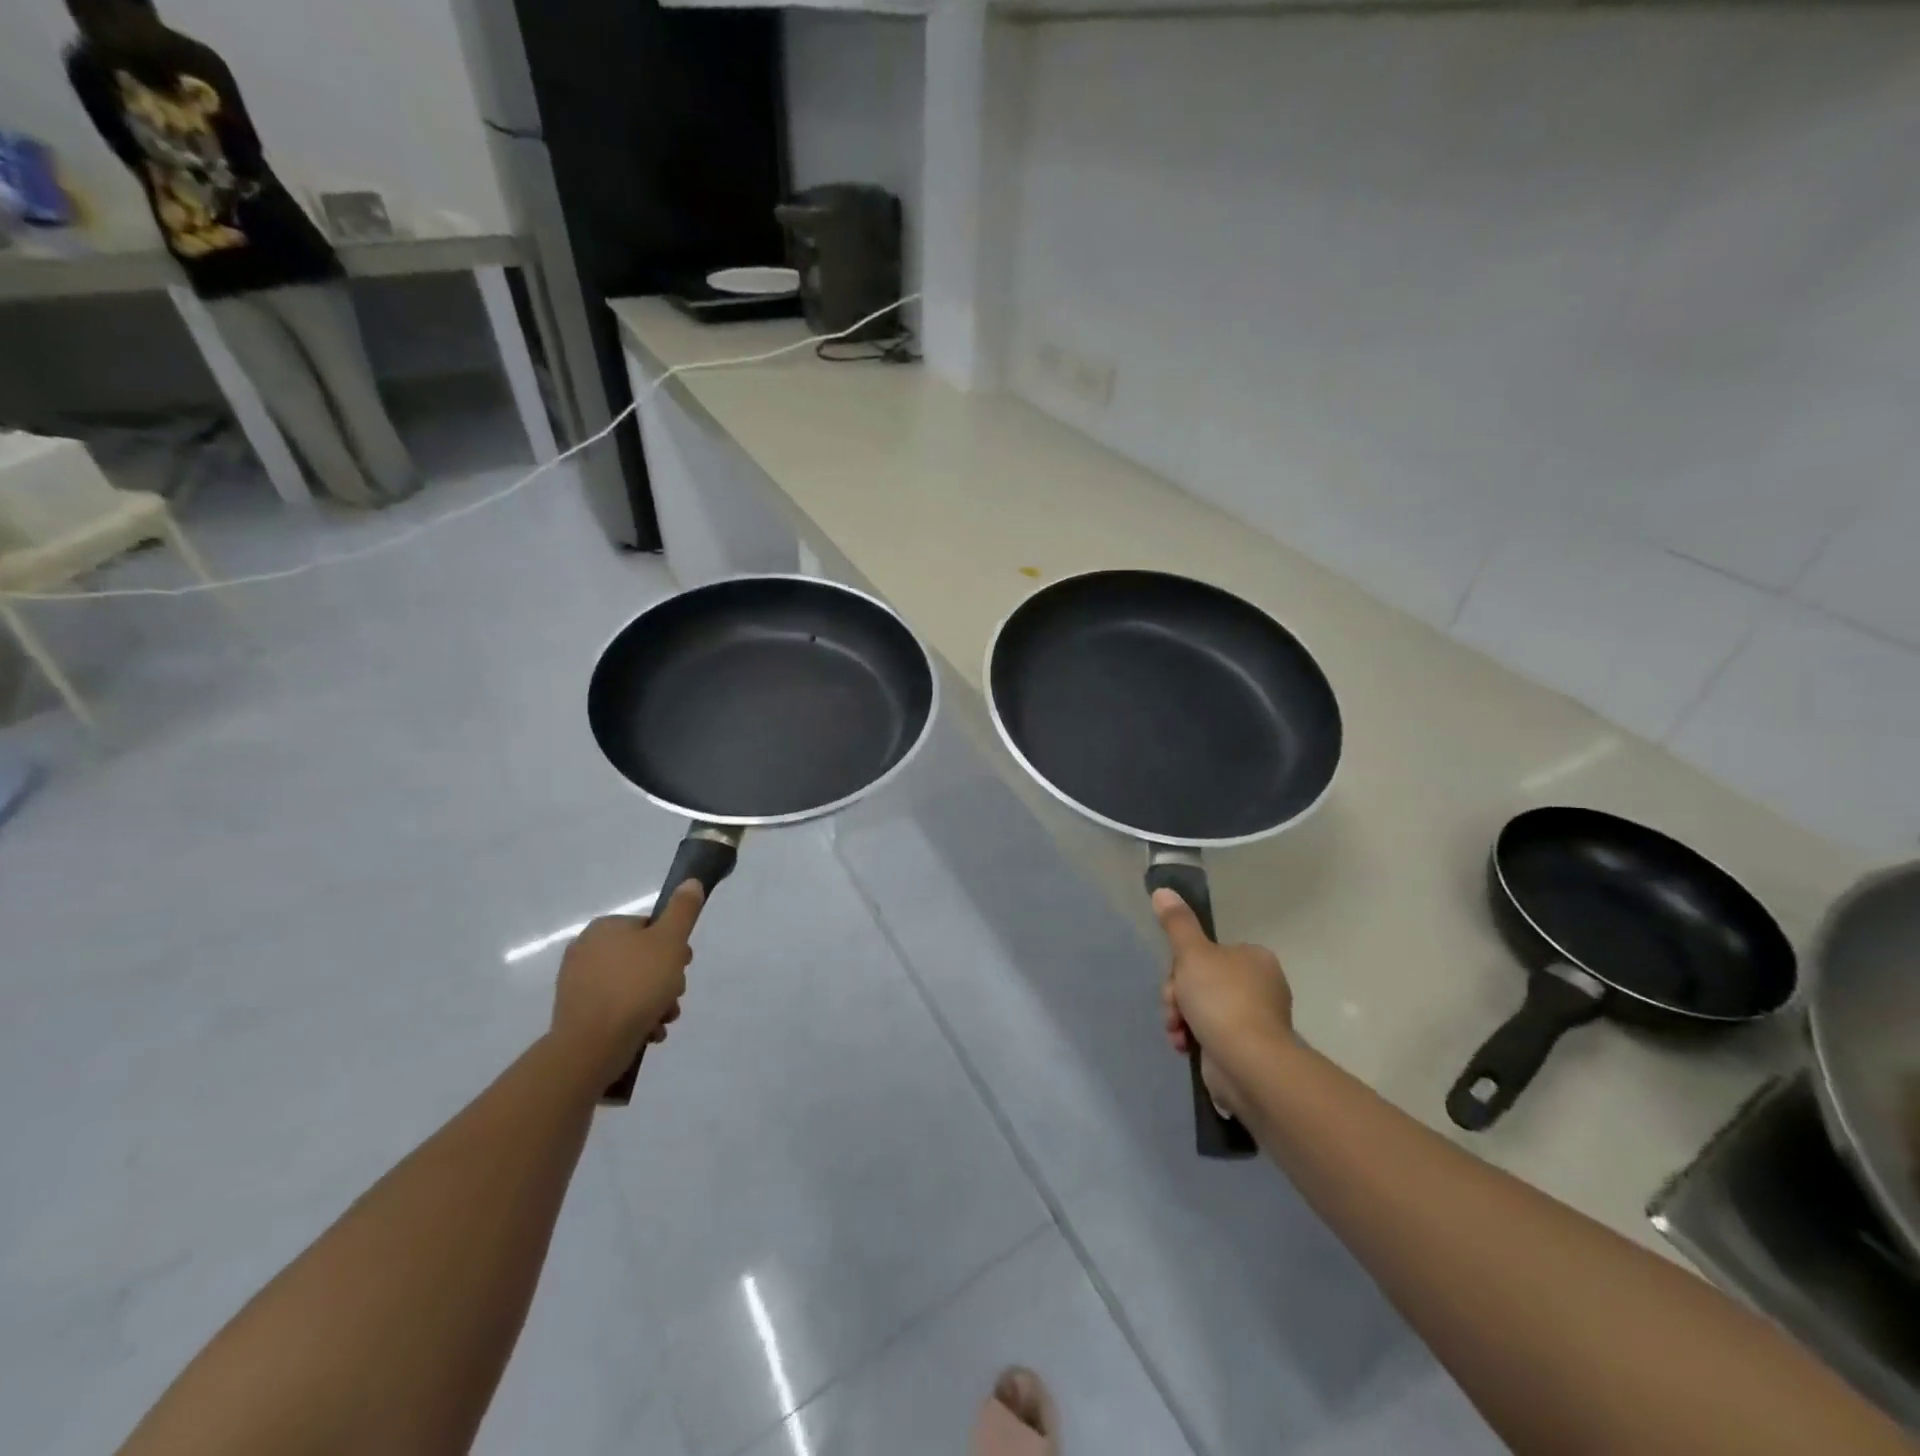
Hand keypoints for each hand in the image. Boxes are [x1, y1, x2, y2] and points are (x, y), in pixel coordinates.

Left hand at [550, 883, 703, 1086]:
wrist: (592, 1045)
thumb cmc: (636, 986)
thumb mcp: (670, 941)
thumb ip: (683, 910)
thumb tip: (690, 881)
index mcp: (605, 928)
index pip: (650, 928)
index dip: (674, 946)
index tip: (684, 965)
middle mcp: (586, 949)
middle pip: (643, 958)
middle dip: (666, 979)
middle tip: (675, 996)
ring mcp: (578, 983)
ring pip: (632, 985)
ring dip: (655, 1001)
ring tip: (664, 1019)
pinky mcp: (577, 1012)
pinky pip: (616, 1008)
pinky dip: (635, 1017)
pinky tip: (649, 1032)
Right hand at [1154, 888, 1294, 1117]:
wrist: (1247, 1062)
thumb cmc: (1222, 999)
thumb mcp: (1192, 953)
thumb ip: (1177, 923)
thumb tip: (1162, 890)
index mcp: (1254, 958)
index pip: (1207, 953)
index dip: (1182, 965)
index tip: (1175, 979)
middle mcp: (1260, 986)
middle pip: (1201, 981)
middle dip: (1179, 996)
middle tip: (1174, 1007)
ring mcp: (1255, 1020)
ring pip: (1202, 1008)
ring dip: (1181, 1018)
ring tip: (1178, 1032)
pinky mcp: (1247, 1049)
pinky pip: (1211, 1035)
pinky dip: (1194, 1038)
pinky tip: (1186, 1046)